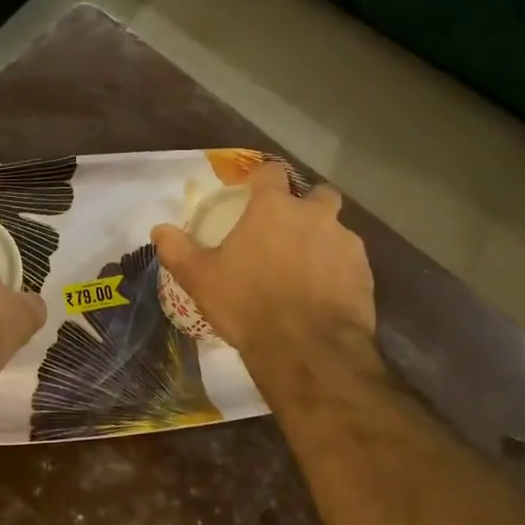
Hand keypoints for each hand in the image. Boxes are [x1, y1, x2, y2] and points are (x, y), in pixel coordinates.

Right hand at [151, 161, 375, 362]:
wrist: (307, 351)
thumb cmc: (248, 304)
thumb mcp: (200, 278)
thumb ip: (178, 249)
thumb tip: (159, 229)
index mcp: (274, 208)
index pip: (271, 172)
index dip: (262, 179)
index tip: (254, 191)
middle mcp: (315, 216)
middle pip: (319, 194)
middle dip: (307, 206)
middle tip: (289, 230)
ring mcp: (346, 244)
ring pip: (338, 230)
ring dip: (324, 240)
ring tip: (306, 269)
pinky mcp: (365, 275)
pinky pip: (350, 263)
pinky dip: (338, 271)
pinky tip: (324, 295)